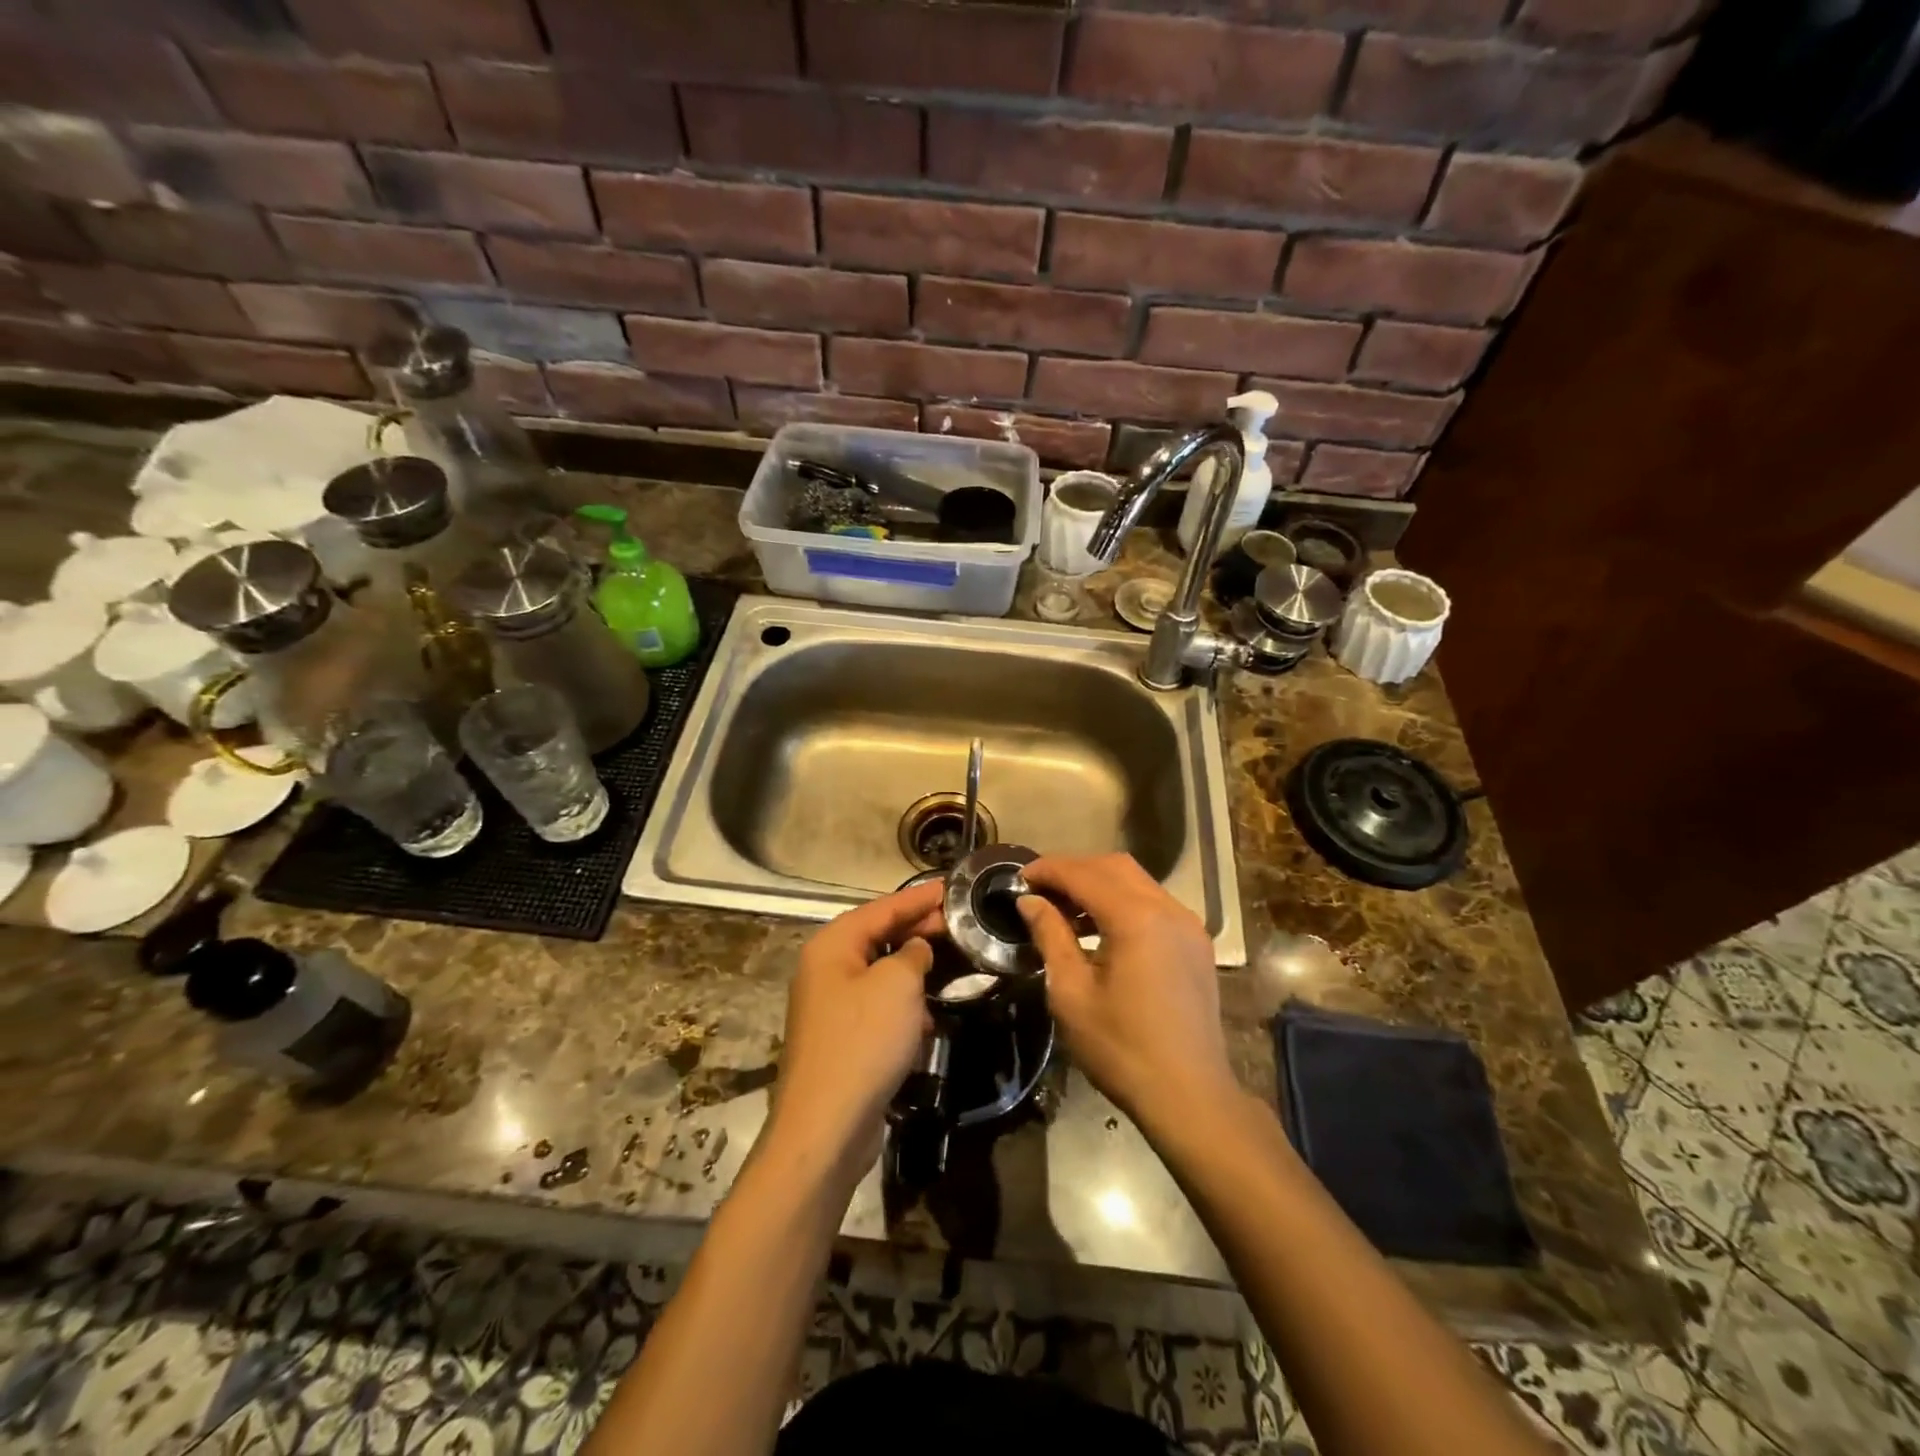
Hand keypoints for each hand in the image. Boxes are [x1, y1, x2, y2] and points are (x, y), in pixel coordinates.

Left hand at [767, 880, 944, 1178]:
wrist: (827, 1126)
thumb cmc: (864, 1041)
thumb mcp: (898, 985)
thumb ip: (913, 954)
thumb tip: (916, 950)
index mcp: (833, 946)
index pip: (883, 908)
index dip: (920, 898)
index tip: (953, 888)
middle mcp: (826, 969)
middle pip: (879, 937)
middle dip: (918, 930)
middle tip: (959, 924)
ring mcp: (831, 1007)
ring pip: (881, 974)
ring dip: (914, 970)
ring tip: (952, 964)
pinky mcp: (843, 1039)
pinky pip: (879, 1007)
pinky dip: (904, 1005)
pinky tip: (930, 1017)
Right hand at [1017, 854, 1236, 1128]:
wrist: (1189, 1095)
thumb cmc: (1121, 1048)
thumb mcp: (1072, 993)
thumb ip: (1051, 936)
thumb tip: (1030, 901)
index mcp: (1136, 919)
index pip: (1084, 875)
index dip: (1049, 869)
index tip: (1020, 876)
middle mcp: (1168, 909)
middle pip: (1114, 867)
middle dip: (1074, 870)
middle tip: (1040, 888)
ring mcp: (1188, 925)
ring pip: (1137, 882)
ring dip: (1099, 884)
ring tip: (1063, 907)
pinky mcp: (1196, 943)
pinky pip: (1154, 903)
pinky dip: (1123, 902)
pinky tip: (1100, 928)